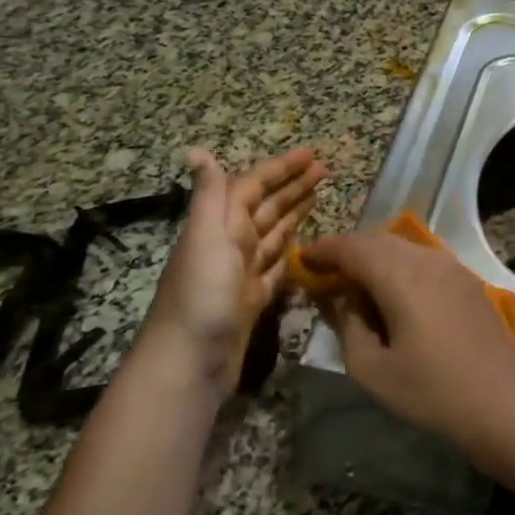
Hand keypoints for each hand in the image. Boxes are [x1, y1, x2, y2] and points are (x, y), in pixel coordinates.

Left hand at [143, 146, 325, 389]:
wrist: (189, 363)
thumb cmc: (201, 295)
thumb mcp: (205, 238)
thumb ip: (210, 196)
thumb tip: (198, 151)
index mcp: (220, 225)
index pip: (253, 186)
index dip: (280, 169)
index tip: (311, 153)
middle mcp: (230, 244)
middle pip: (266, 207)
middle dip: (293, 186)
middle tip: (325, 170)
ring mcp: (242, 273)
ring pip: (274, 233)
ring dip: (294, 213)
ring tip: (319, 196)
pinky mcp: (253, 299)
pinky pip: (277, 266)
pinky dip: (291, 252)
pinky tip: (305, 244)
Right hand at [300, 232, 514, 451]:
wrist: (501, 402)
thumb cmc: (431, 392)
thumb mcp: (372, 369)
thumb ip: (348, 326)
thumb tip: (341, 300)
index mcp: (400, 275)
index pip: (352, 247)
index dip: (323, 250)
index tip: (302, 261)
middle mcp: (427, 259)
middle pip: (378, 240)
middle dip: (348, 251)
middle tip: (325, 274)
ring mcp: (452, 267)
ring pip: (403, 247)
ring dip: (375, 257)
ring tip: (356, 285)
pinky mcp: (468, 281)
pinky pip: (424, 260)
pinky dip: (400, 266)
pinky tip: (394, 294)